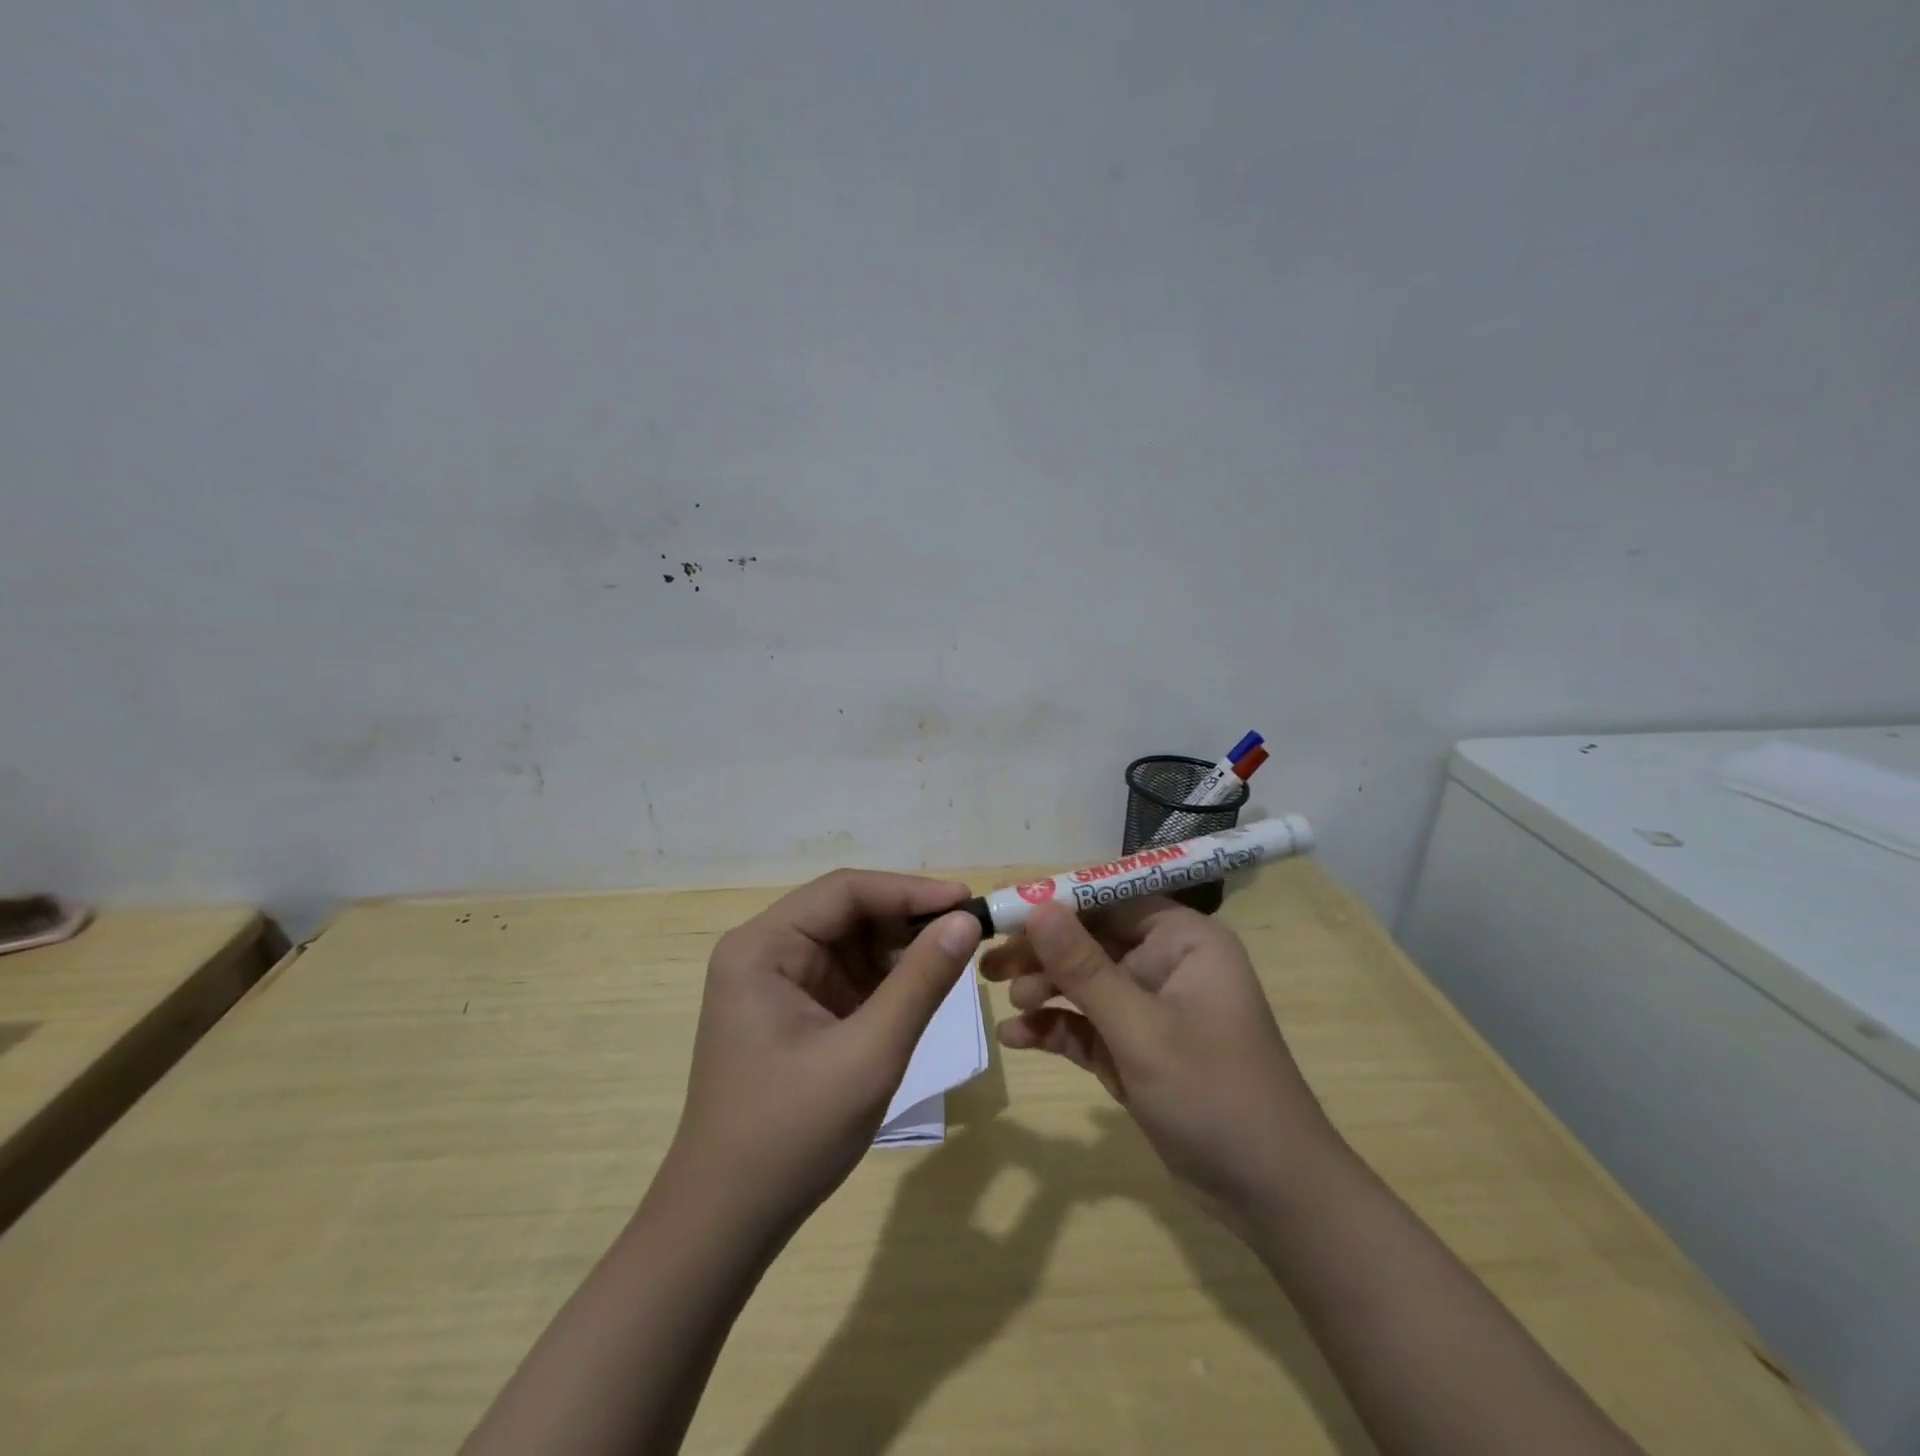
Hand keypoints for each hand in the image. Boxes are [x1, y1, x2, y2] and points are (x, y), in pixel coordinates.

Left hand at [669, 870, 982, 1238]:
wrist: (726, 1225)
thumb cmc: (791, 1134)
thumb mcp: (869, 1053)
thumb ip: (920, 981)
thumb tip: (967, 920)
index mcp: (762, 947)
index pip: (844, 891)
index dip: (909, 890)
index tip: (967, 901)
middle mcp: (763, 952)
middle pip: (845, 912)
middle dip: (906, 920)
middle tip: (968, 932)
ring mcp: (774, 983)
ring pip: (849, 943)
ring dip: (899, 949)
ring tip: (952, 960)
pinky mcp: (790, 1012)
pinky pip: (845, 977)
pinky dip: (884, 981)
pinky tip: (919, 990)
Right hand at [982, 897, 1332, 1213]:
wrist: (1270, 1196)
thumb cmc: (1214, 1095)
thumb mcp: (1141, 1029)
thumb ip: (1085, 969)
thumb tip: (1038, 908)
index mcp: (1183, 941)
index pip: (1111, 900)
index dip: (1058, 902)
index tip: (1005, 912)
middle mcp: (1168, 964)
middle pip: (1092, 942)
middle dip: (1043, 954)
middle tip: (990, 965)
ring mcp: (1152, 1009)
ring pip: (1086, 984)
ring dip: (1045, 991)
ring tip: (1007, 1004)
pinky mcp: (1139, 1048)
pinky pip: (1089, 1025)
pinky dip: (1057, 1028)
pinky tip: (1017, 1038)